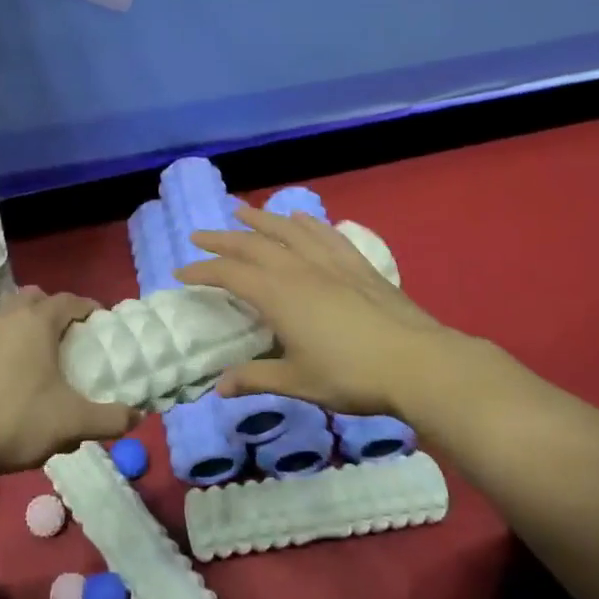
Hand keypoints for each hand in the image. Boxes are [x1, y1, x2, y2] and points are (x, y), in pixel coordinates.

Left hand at [0, 286, 136, 479]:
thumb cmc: (14, 422)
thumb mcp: (71, 425)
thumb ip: (109, 419)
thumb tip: (137, 416)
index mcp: (36, 322)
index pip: (69, 301)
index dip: (88, 309)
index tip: (100, 324)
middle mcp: (4, 317)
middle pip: (34, 298)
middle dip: (52, 310)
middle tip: (66, 338)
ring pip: (4, 316)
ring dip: (22, 327)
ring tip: (33, 358)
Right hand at [178, 205, 456, 419]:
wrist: (417, 362)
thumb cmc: (350, 375)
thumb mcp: (297, 382)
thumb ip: (256, 378)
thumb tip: (219, 388)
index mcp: (278, 295)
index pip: (229, 275)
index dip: (203, 271)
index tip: (181, 272)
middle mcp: (298, 269)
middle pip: (252, 244)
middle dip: (222, 238)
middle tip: (199, 235)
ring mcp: (330, 262)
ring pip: (288, 231)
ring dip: (261, 219)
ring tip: (242, 210)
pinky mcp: (357, 265)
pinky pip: (326, 235)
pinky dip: (308, 223)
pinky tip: (300, 219)